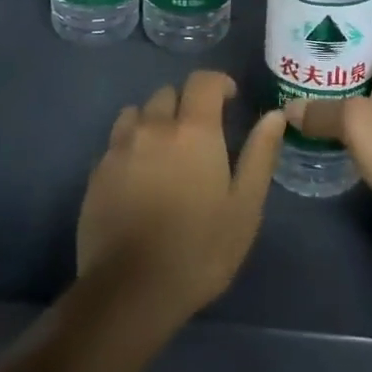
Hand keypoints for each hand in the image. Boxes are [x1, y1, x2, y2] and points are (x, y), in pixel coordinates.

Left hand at [78, 71, 287, 329]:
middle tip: (198, 134)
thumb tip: (274, 116)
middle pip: (168, 93)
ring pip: (137, 112)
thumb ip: (260, 155)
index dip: (219, 83)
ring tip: (165, 150)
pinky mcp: (97, 171)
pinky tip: (138, 175)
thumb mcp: (245, 208)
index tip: (230, 99)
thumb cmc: (199, 250)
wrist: (130, 290)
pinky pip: (116, 140)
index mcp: (194, 130)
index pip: (203, 81)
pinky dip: (130, 144)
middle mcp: (154, 126)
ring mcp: (120, 147)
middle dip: (186, 103)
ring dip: (154, 120)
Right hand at [284, 19, 371, 268]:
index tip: (321, 17)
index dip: (356, 16)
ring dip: (332, 94)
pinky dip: (338, 127)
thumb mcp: (358, 121)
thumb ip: (322, 111)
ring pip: (361, 97)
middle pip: (366, 61)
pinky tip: (310, 130)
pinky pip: (360, 130)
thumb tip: (290, 109)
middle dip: (334, 56)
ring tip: (295, 89)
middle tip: (296, 55)